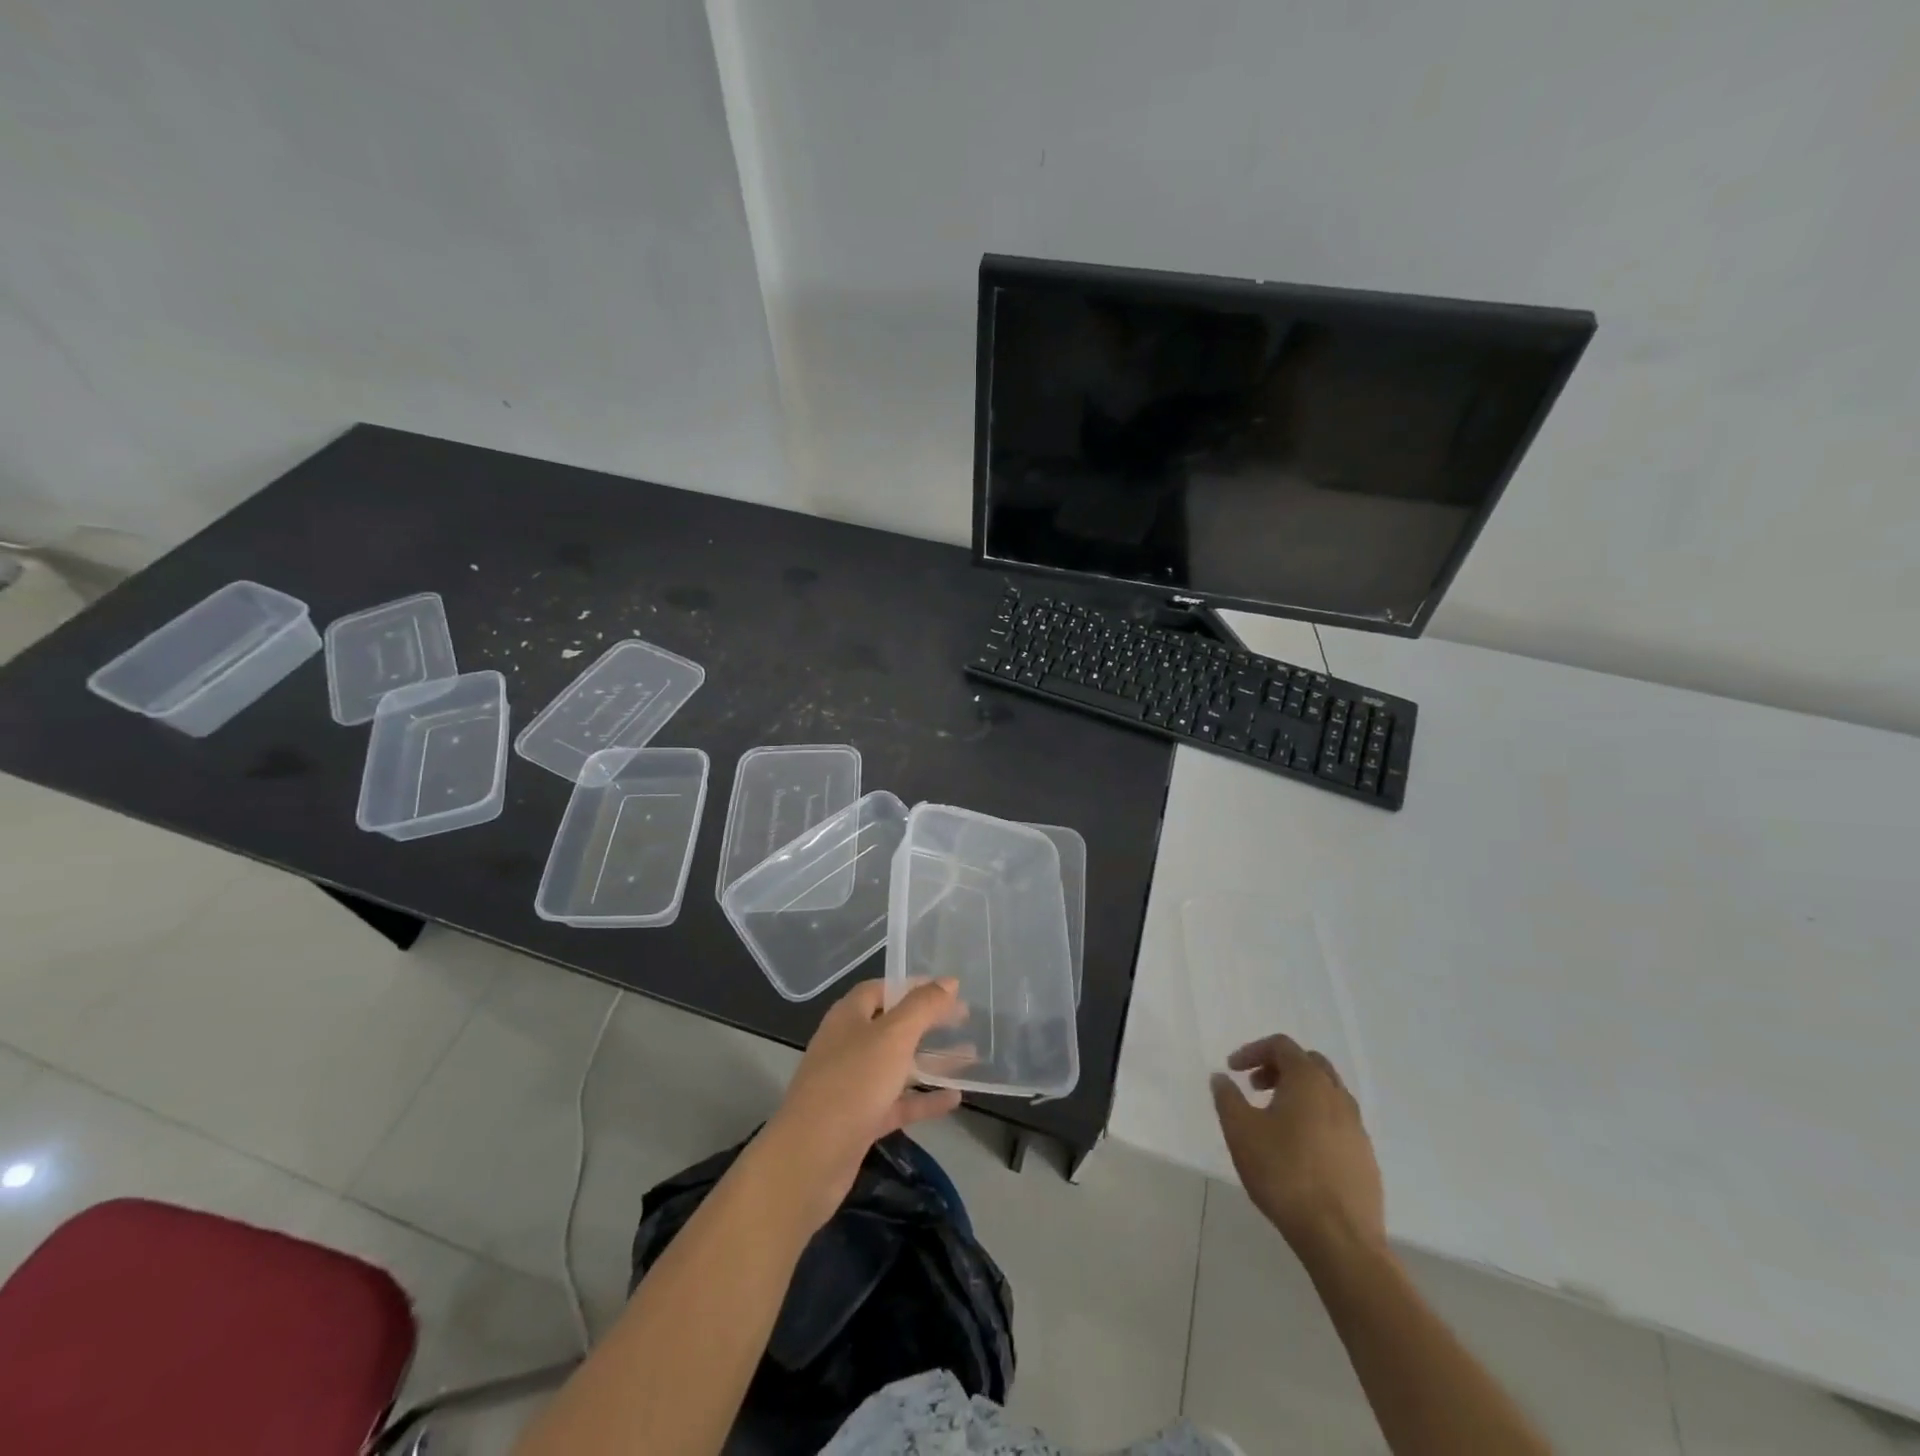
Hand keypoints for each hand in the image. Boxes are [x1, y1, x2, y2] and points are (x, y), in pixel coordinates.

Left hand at [756, 978, 967, 1232]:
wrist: (810, 1159)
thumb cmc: (852, 1084)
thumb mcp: (893, 1037)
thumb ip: (922, 1007)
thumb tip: (949, 981)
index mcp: (848, 1017)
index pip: (881, 990)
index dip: (912, 986)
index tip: (947, 989)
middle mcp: (848, 1045)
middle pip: (893, 1026)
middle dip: (928, 1022)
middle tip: (965, 1019)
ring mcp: (853, 1085)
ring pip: (898, 1065)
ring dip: (931, 1060)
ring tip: (971, 1056)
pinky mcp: (860, 1120)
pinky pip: (898, 1102)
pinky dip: (925, 1099)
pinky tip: (955, 1099)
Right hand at [1211, 1034, 1384, 1262]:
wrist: (1340, 1238)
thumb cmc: (1284, 1173)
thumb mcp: (1240, 1131)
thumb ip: (1227, 1097)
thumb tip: (1222, 1078)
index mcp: (1309, 1081)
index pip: (1282, 1046)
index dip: (1253, 1051)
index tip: (1233, 1070)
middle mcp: (1338, 1096)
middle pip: (1309, 1064)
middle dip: (1279, 1068)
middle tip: (1255, 1087)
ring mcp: (1357, 1128)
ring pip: (1327, 1094)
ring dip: (1298, 1094)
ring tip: (1274, 1120)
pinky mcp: (1365, 1158)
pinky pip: (1337, 1124)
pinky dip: (1315, 1121)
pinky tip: (1298, 1150)